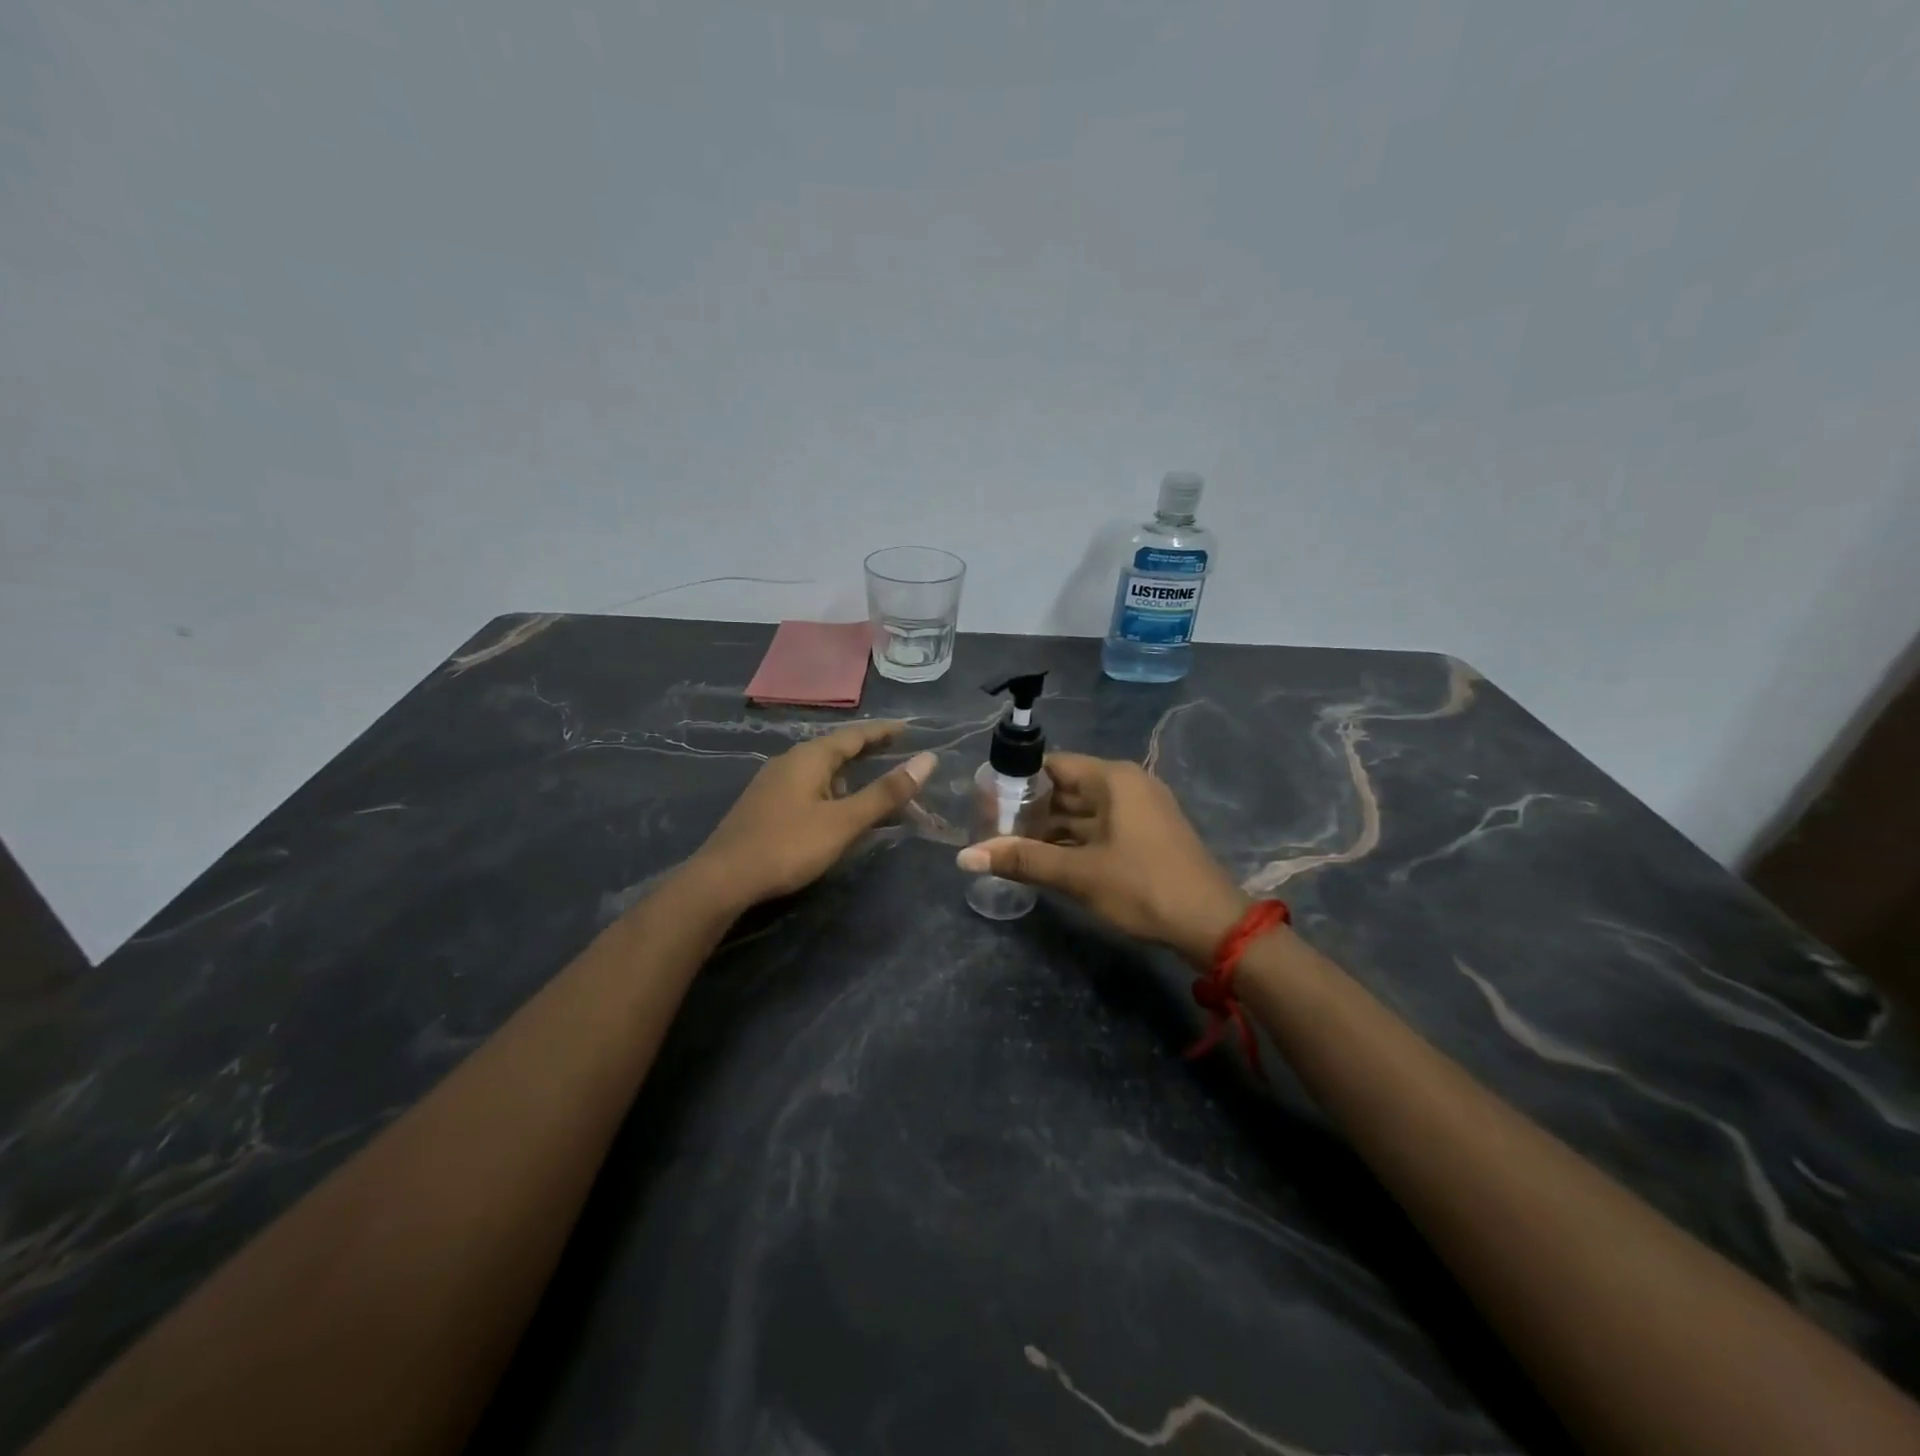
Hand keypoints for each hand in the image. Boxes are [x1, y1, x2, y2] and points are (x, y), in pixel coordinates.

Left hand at [688, 721, 935, 909]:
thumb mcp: (844, 821)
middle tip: (896, 750)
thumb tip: (928, 760)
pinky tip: (833, 809)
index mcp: (810, 758)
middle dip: (866, 749)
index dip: (883, 731)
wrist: (723, 878)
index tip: (908, 727)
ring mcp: (772, 783)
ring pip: (819, 769)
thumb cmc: (788, 846)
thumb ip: (886, 793)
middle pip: (835, 748)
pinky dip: (830, 788)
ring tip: (870, 782)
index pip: (854, 735)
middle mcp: (789, 761)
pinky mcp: (764, 805)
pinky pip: (806, 785)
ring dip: (847, 772)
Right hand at [956, 753, 1248, 962]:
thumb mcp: (1078, 874)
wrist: (1212, 925)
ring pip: (1080, 812)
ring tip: (1007, 847)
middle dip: (1028, 810)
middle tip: (987, 830)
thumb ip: (1021, 860)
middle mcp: (1125, 785)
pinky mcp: (1144, 835)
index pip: (1051, 765)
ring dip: (1048, 830)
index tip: (983, 802)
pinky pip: (1097, 828)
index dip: (1015, 781)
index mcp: (1112, 778)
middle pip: (1064, 788)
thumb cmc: (1143, 887)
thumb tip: (964, 857)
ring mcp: (1138, 810)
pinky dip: (1071, 841)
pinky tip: (1043, 860)